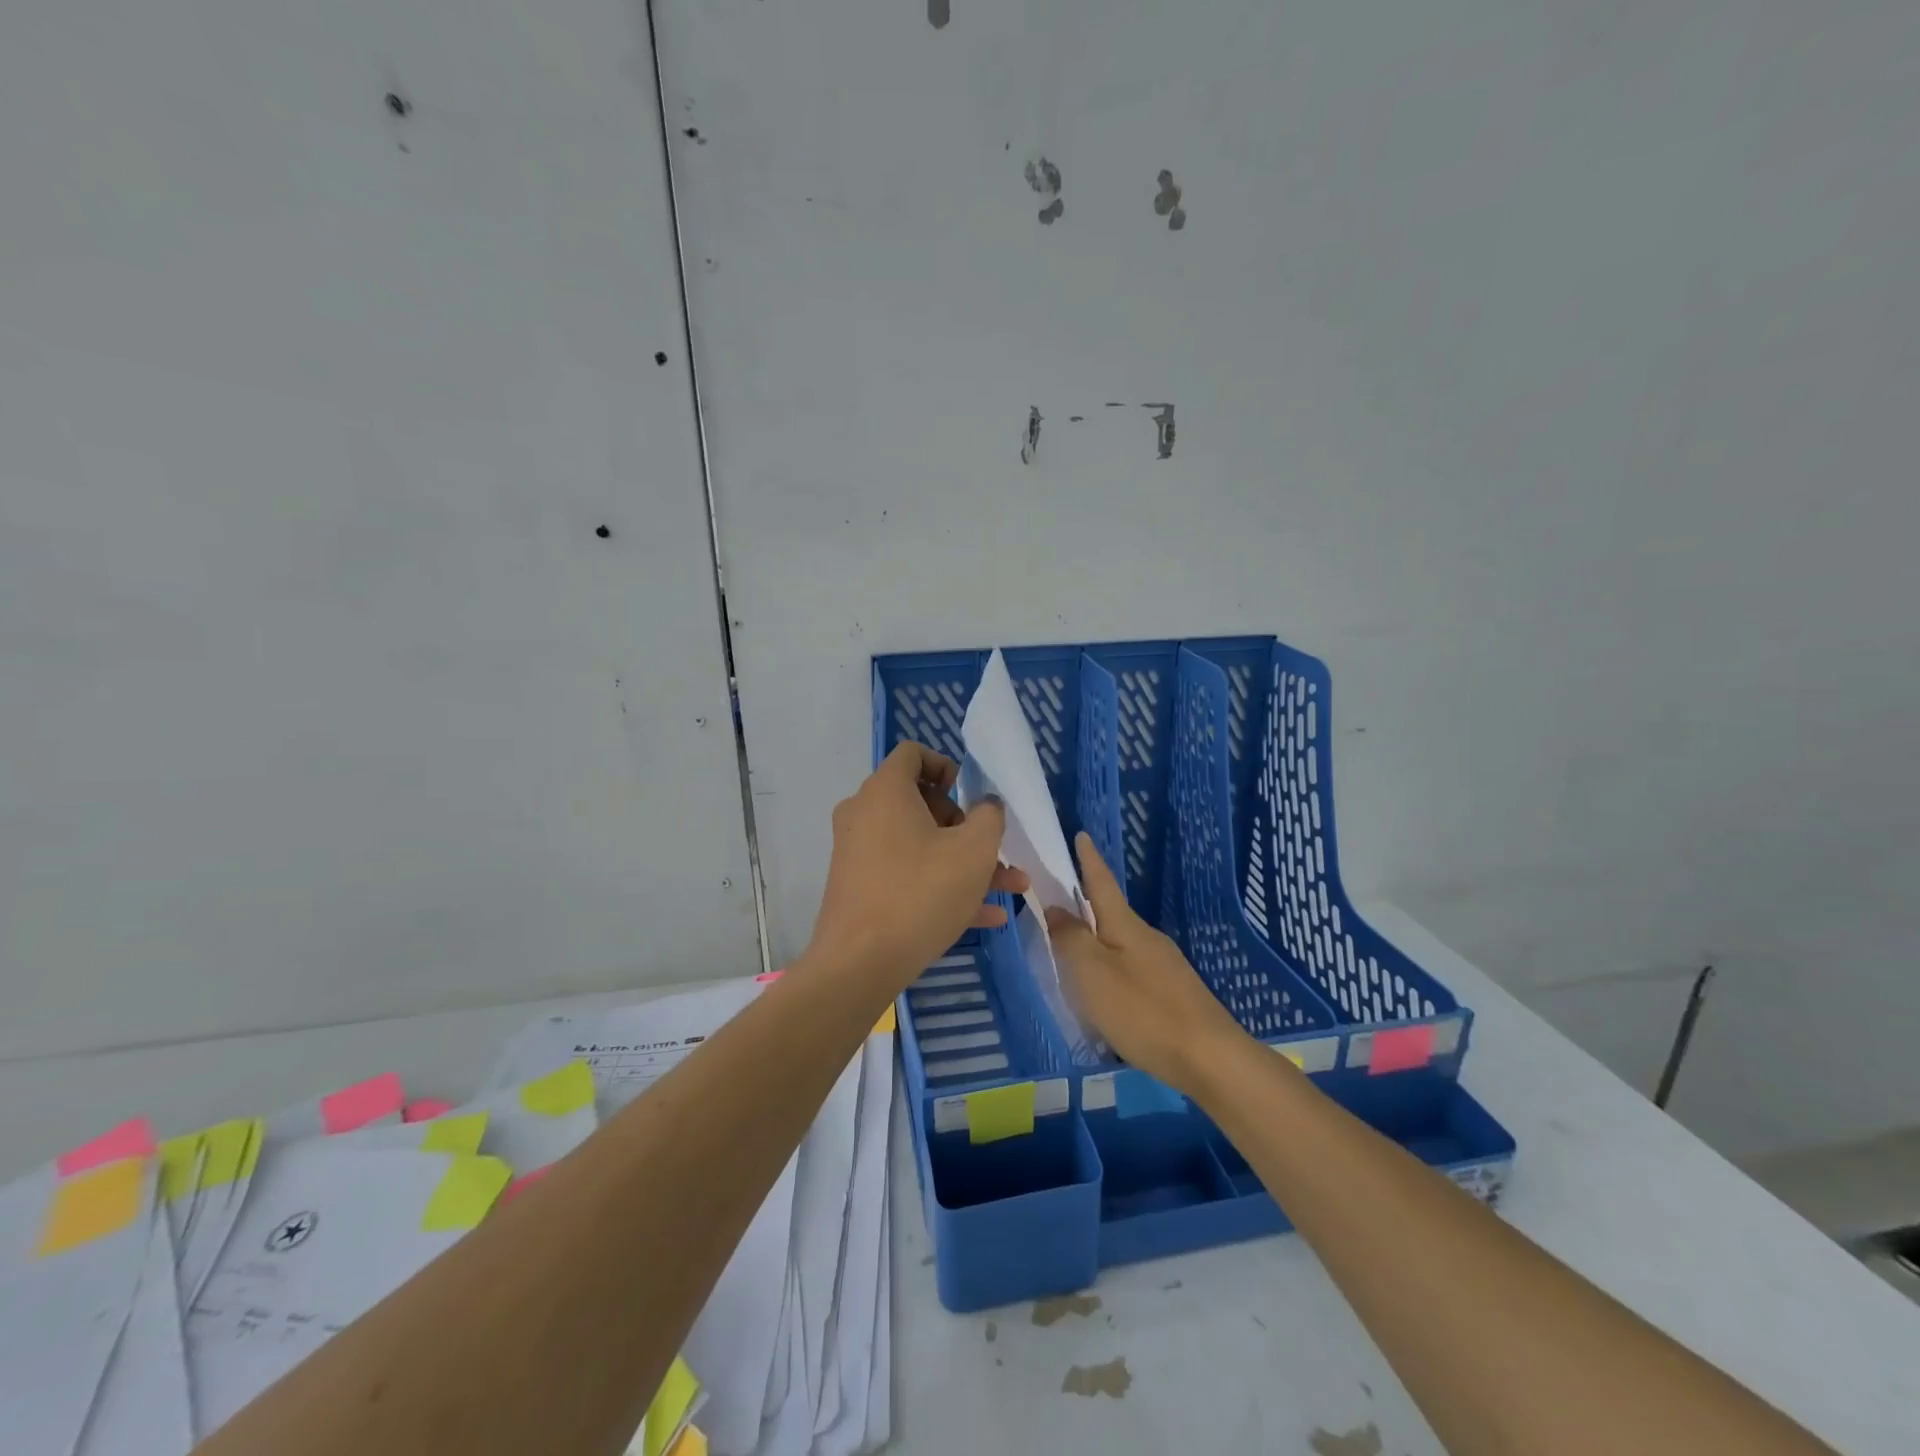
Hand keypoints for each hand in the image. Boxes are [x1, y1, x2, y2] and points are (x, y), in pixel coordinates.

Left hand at [807, 743, 1028, 988]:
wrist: (859, 964)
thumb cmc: (920, 893)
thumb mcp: (974, 851)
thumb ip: (989, 817)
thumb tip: (986, 806)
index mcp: (885, 791)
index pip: (913, 754)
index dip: (947, 767)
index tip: (970, 796)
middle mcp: (865, 813)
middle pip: (921, 803)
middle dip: (966, 827)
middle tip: (993, 852)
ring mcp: (858, 852)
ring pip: (920, 845)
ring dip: (964, 862)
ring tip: (1009, 888)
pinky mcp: (859, 887)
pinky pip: (906, 874)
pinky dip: (940, 885)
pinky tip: (985, 917)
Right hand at [1046, 832, 1249, 1094]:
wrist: (1209, 1058)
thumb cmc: (1142, 1010)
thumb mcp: (1092, 972)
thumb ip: (1070, 938)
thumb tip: (1057, 908)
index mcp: (1125, 925)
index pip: (1101, 882)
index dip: (1089, 860)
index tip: (1082, 834)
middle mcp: (1147, 938)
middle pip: (1111, 914)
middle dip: (1087, 907)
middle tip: (1058, 908)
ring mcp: (1165, 966)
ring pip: (1122, 945)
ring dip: (1098, 944)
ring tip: (1073, 959)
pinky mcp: (1174, 993)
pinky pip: (1133, 970)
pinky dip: (1112, 972)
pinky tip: (1106, 996)